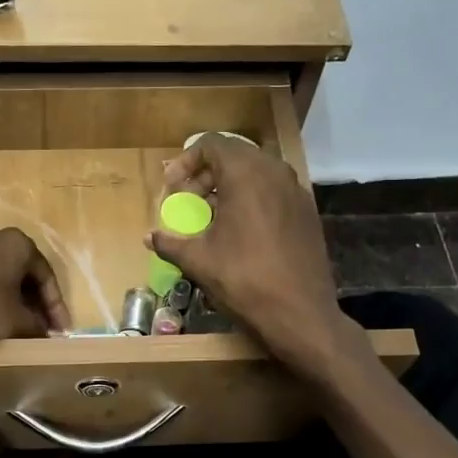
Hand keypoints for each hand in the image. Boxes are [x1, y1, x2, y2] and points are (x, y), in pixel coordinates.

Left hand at [0, 226, 69, 346]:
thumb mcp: (18, 321)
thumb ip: (37, 324)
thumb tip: (43, 331)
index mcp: (18, 243)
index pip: (46, 276)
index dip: (56, 306)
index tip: (61, 330)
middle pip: (24, 272)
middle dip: (35, 301)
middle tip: (43, 325)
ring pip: (1, 273)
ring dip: (13, 297)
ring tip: (20, 322)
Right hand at [150, 136, 344, 365]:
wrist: (300, 313)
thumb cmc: (244, 279)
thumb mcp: (198, 261)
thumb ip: (170, 242)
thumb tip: (149, 237)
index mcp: (246, 174)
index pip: (212, 144)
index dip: (186, 161)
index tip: (172, 187)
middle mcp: (275, 172)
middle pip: (234, 156)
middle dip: (206, 175)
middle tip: (189, 202)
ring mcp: (296, 191)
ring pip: (256, 173)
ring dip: (229, 188)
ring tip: (212, 217)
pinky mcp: (307, 212)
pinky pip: (274, 192)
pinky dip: (252, 200)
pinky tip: (241, 232)